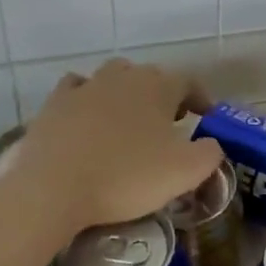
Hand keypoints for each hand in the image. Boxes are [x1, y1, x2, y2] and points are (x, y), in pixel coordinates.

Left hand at [4, 59, 224, 232]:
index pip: (189, 82)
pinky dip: (87, 99)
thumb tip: (212, 144)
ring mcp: (85, 86)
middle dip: (162, 97)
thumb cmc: (126, 177)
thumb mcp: (184, 172)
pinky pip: (76, 90)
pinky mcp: (54, 104)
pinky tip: (87, 118)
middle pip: (149, 78)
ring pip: (113, 79)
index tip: (206, 118)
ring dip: (125, 95)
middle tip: (168, 126)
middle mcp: (123, 76)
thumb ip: (210, 154)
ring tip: (128, 123)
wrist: (53, 188)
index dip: (201, 99)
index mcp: (158, 86)